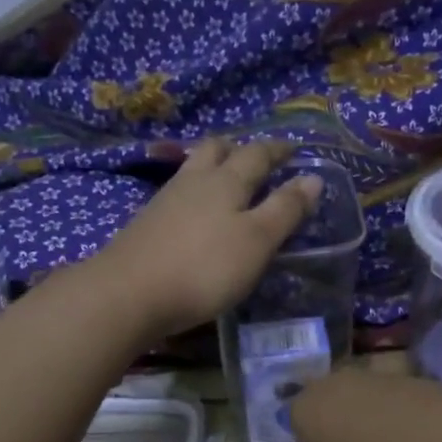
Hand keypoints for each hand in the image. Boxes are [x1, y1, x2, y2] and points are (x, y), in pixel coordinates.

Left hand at [96, 139, 322, 339]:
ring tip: (227, 180)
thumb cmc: (204, 267)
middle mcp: (194, 181)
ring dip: (213, 167)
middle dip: (238, 148)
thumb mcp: (257, 241)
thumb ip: (285, 209)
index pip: (257, 154)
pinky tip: (196, 213)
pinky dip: (194, 193)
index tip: (294, 149)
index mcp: (226, 181)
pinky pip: (177, 194)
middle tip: (255, 157)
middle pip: (216, 150)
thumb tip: (314, 177)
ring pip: (193, 169)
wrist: (128, 294)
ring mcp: (164, 201)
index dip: (278, 150)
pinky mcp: (146, 224)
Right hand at [291, 370, 441, 441]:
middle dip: (340, 428)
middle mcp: (335, 383)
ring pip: (367, 398)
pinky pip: (401, 399)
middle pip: (331, 403)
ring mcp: (376, 376)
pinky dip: (406, 417)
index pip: (295, 421)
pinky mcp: (413, 377)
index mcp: (304, 408)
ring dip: (374, 420)